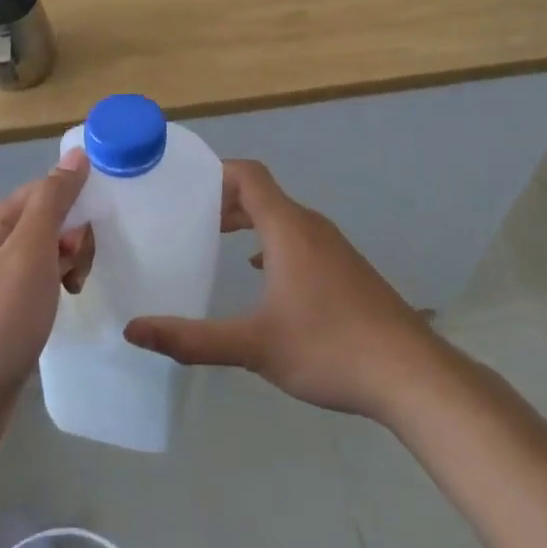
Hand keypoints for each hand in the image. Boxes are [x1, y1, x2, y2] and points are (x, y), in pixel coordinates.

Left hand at [0, 152, 92, 461]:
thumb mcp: (29, 253)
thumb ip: (52, 201)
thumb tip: (76, 155)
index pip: (45, 189)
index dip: (76, 198)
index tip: (105, 222)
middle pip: (49, 221)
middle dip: (76, 237)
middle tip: (81, 269)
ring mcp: (1, 286)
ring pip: (50, 257)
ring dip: (71, 266)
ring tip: (76, 292)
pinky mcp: (9, 318)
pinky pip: (44, 288)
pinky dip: (60, 292)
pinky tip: (67, 310)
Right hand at [125, 159, 439, 422]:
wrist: (412, 376)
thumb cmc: (330, 348)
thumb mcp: (254, 346)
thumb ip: (192, 338)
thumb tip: (134, 330)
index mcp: (288, 228)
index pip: (249, 175)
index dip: (215, 172)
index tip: (181, 184)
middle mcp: (311, 227)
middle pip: (263, 194)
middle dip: (223, 200)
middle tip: (185, 217)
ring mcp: (334, 248)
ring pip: (282, 218)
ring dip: (248, 221)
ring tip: (214, 240)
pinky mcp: (347, 270)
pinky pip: (300, 239)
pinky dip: (272, 242)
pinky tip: (260, 273)